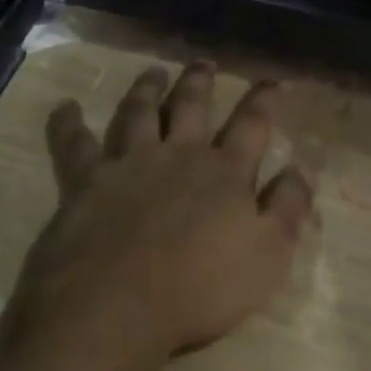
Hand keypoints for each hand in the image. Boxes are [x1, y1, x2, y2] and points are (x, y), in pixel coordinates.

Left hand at [9, 62, 314, 360]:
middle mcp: (178, 154)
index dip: (263, 100)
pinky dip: (67, 123)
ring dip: (147, 89)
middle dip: (200, 82)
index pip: (252, 125)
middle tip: (204, 63)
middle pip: (192, 106)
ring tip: (153, 72)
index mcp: (225, 172)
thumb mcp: (268, 256)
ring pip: (139, 112)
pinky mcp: (85, 179)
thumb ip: (289, 208)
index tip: (270, 81)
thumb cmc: (201, 289)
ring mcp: (129, 162)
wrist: (116, 306)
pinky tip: (66, 107)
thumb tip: (303, 167)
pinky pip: (73, 142)